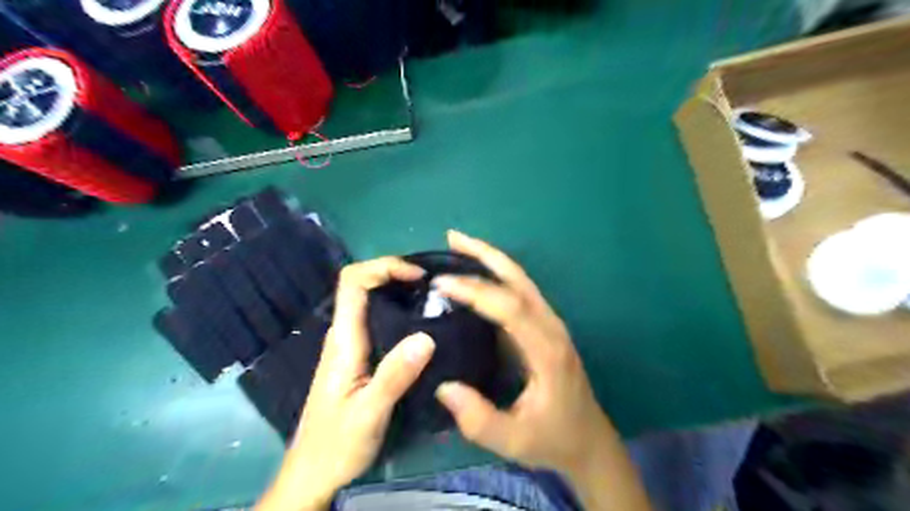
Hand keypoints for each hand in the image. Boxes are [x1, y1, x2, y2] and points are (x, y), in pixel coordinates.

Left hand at [255, 259, 436, 510]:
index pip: (353, 282)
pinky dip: (401, 312)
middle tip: (435, 285)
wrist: (312, 474)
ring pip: (372, 303)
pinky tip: (423, 325)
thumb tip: (427, 336)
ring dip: (400, 292)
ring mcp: (350, 346)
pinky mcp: (359, 358)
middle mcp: (344, 335)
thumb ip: (395, 375)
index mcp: (343, 340)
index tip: (418, 275)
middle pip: (363, 286)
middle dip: (396, 274)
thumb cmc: (336, 445)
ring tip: (435, 299)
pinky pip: (379, 322)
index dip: (383, 267)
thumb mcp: (369, 413)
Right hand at [435, 231, 653, 510]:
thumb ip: (479, 419)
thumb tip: (443, 387)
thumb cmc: (554, 439)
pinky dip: (497, 276)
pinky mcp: (545, 327)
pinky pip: (520, 292)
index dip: (474, 291)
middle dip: (485, 255)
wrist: (589, 441)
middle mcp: (551, 327)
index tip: (441, 283)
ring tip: (460, 245)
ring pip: (521, 280)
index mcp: (546, 350)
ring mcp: (550, 324)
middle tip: (452, 237)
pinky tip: (477, 274)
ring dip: (491, 259)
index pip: (509, 307)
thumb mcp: (515, 441)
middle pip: (519, 279)